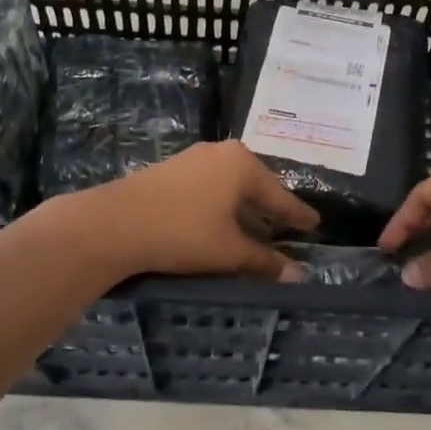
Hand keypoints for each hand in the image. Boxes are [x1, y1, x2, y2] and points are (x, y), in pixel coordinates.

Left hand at [74, 141, 318, 280]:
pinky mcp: (171, 170)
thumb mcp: (229, 251)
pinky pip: (209, 188)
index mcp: (243, 165)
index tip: (316, 224)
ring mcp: (194, 159)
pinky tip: (221, 224)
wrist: (115, 223)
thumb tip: (298, 275)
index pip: (280, 196)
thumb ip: (265, 261)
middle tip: (289, 228)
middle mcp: (222, 153)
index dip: (298, 215)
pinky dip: (222, 207)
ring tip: (257, 230)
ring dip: (244, 210)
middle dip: (270, 210)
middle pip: (256, 186)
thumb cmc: (183, 232)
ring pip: (230, 187)